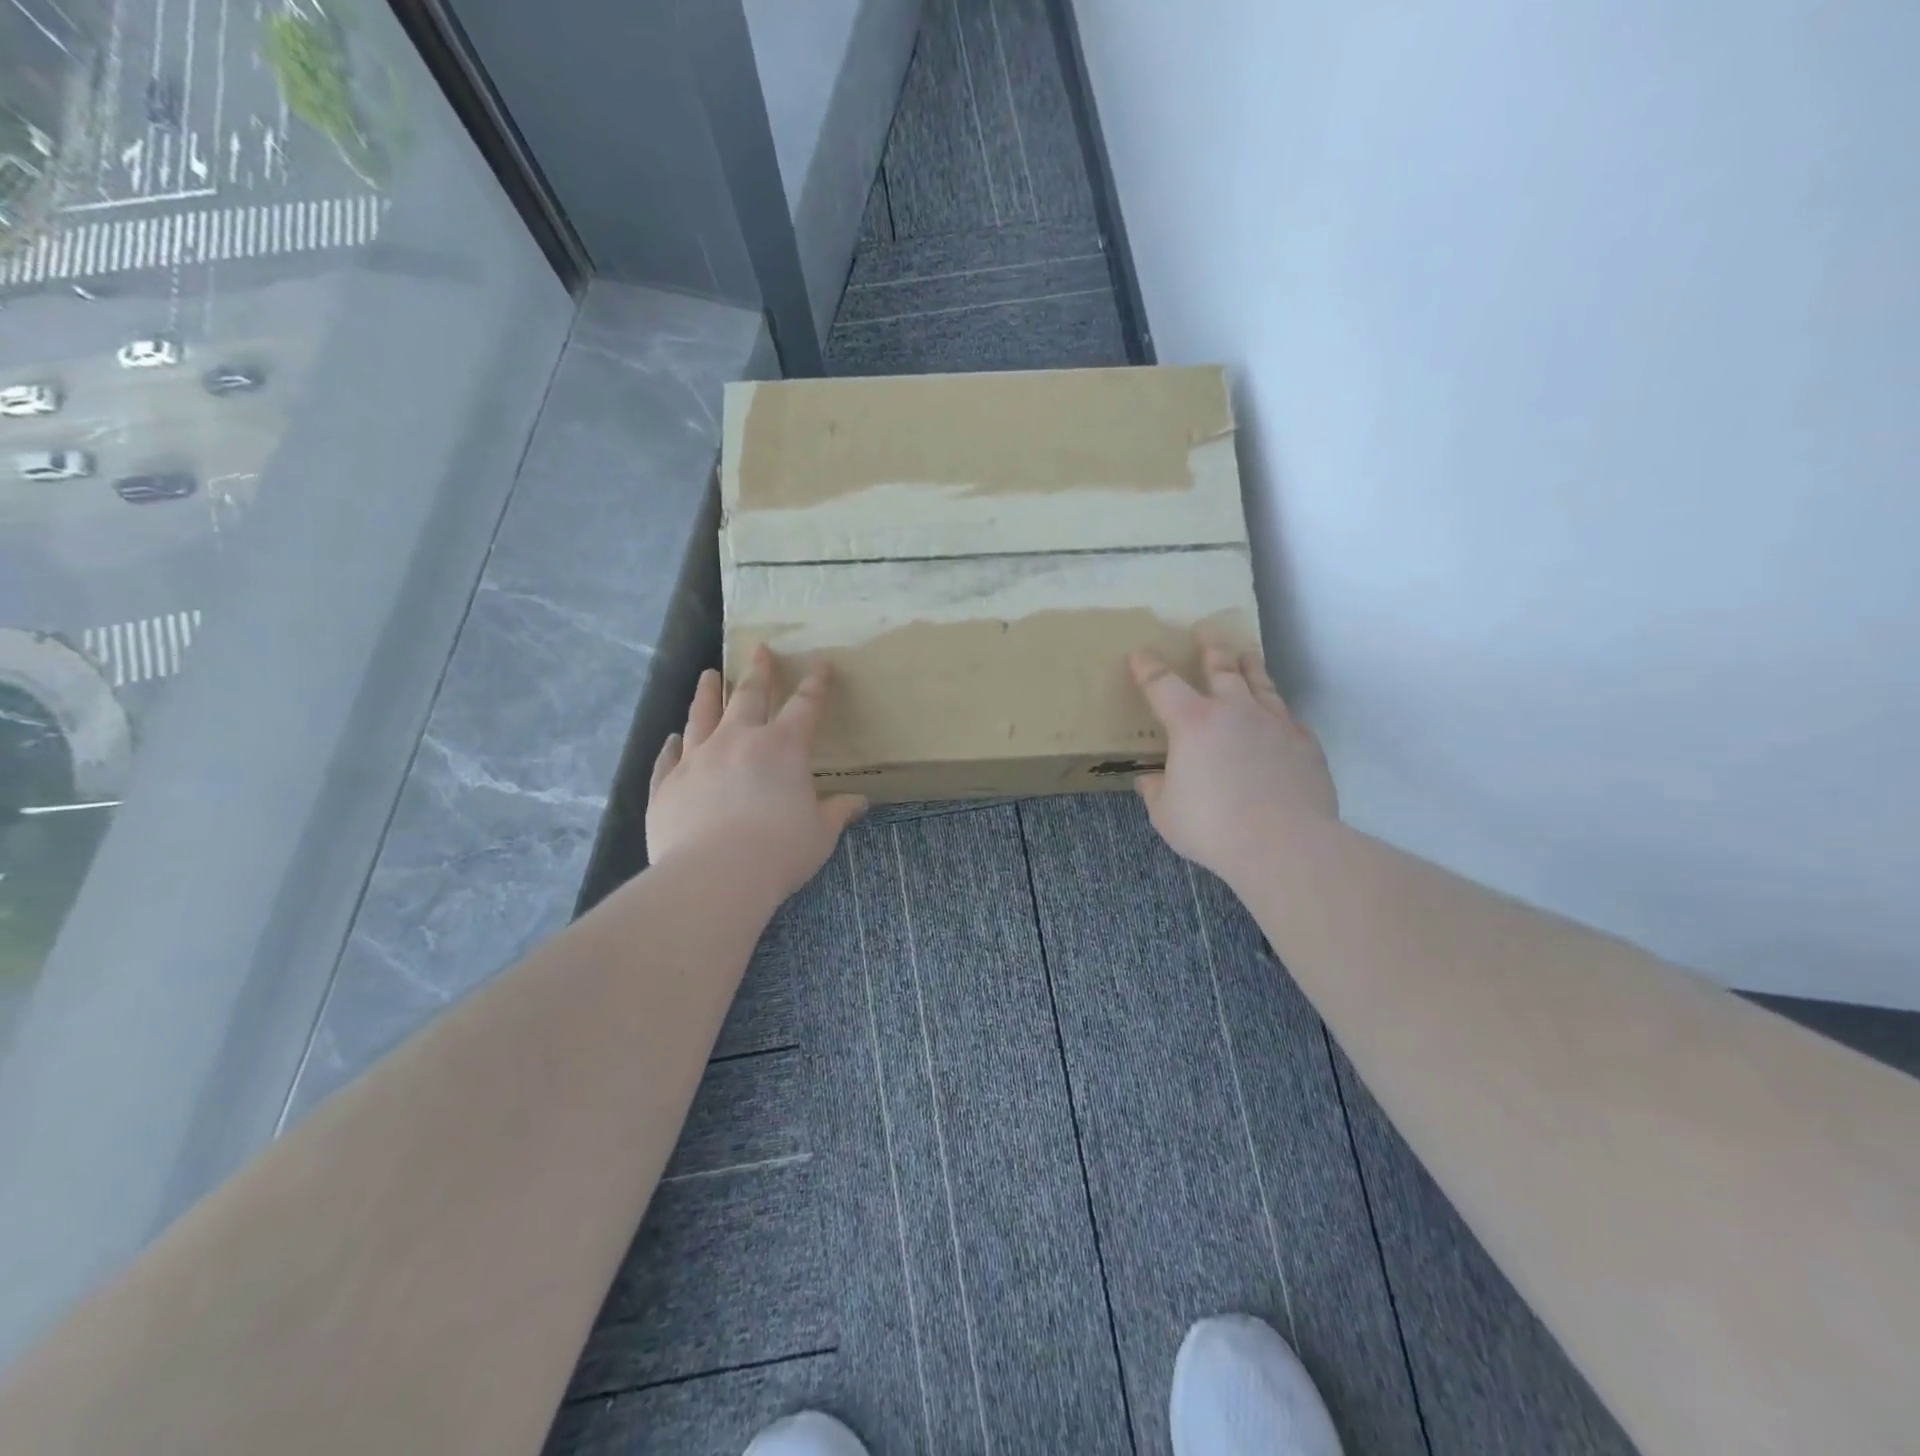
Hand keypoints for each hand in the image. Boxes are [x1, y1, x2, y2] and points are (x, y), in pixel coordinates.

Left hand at [647, 645, 866, 901]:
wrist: (714, 876)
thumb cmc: (779, 851)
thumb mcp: (820, 834)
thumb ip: (838, 812)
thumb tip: (860, 802)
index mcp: (783, 748)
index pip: (805, 706)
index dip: (815, 684)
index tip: (819, 664)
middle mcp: (738, 741)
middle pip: (749, 696)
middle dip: (759, 672)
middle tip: (759, 650)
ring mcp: (697, 759)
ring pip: (702, 715)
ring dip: (709, 693)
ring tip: (709, 675)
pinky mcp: (668, 784)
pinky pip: (669, 758)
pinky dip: (672, 746)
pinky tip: (672, 738)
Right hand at [1129, 638, 1337, 885]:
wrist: (1285, 844)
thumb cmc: (1212, 827)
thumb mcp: (1166, 813)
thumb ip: (1155, 791)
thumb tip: (1148, 779)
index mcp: (1192, 723)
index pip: (1162, 684)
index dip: (1148, 667)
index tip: (1140, 653)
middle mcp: (1234, 711)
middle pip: (1221, 668)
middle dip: (1210, 648)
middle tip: (1207, 631)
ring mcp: (1274, 724)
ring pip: (1260, 683)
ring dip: (1250, 666)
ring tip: (1247, 653)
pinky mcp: (1304, 744)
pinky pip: (1288, 718)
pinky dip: (1277, 711)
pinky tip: (1278, 716)